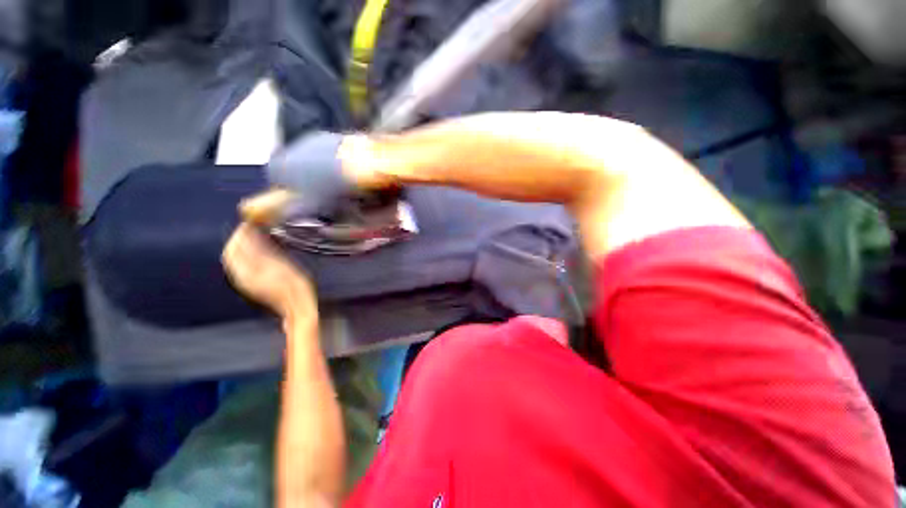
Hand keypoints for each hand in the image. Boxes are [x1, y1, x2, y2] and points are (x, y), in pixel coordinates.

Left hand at [222, 223, 315, 316]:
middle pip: (233, 252)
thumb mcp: (281, 266)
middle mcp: (241, 276)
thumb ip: (263, 250)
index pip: (234, 248)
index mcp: (246, 272)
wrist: (298, 308)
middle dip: (241, 237)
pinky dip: (250, 253)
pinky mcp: (254, 283)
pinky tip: (263, 250)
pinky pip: (244, 264)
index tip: (253, 222)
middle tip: (256, 226)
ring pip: (237, 258)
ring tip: (260, 235)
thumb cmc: (295, 288)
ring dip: (245, 244)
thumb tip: (250, 232)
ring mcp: (247, 281)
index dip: (241, 233)